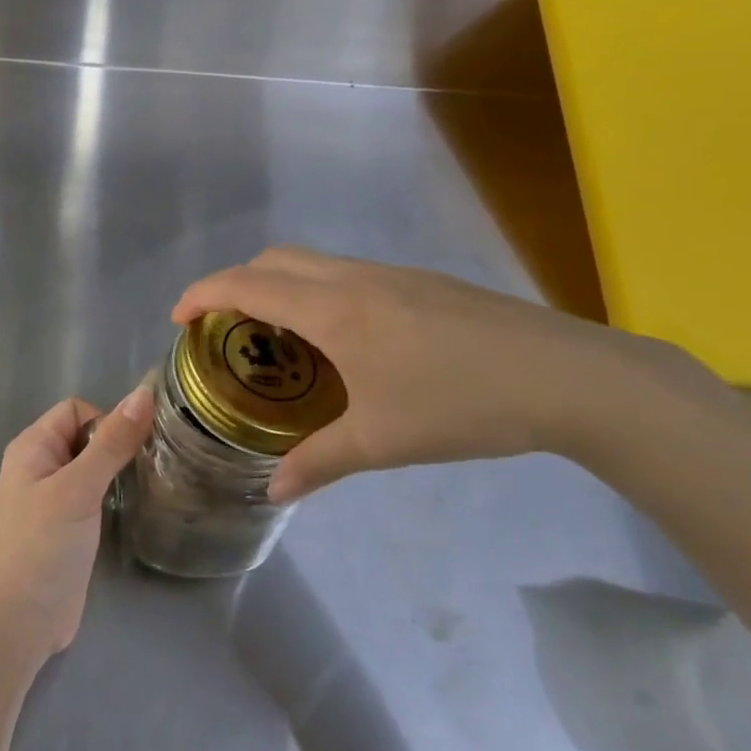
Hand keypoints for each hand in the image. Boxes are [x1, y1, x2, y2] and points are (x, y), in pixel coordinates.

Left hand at [0, 387, 153, 660]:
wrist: (17, 621)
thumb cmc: (41, 545)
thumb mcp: (78, 488)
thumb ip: (111, 443)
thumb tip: (144, 394)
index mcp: (32, 447)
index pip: (75, 410)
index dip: (106, 420)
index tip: (133, 448)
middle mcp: (39, 467)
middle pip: (85, 438)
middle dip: (116, 446)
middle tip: (151, 467)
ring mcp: (52, 501)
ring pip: (91, 470)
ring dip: (117, 473)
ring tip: (148, 486)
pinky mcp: (66, 530)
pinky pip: (93, 499)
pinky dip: (112, 498)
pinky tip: (134, 510)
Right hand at [173, 248, 702, 500]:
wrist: (571, 377)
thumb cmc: (462, 405)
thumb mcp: (382, 440)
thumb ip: (319, 462)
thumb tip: (272, 491)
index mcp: (333, 309)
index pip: (246, 283)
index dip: (203, 294)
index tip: (179, 318)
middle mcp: (353, 278)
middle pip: (273, 258)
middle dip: (235, 283)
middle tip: (224, 328)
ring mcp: (391, 274)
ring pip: (312, 261)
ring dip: (278, 284)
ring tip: (276, 335)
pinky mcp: (421, 282)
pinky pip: (345, 272)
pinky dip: (315, 290)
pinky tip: (340, 338)